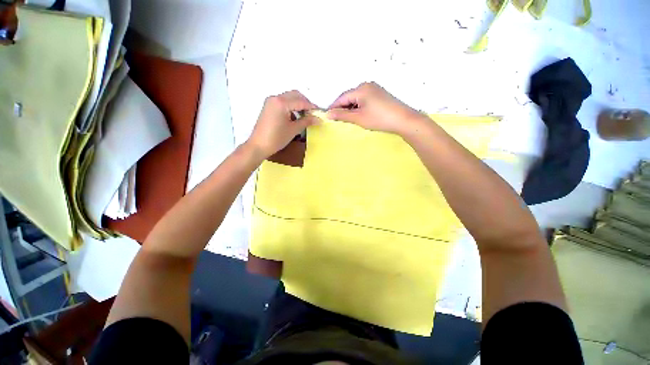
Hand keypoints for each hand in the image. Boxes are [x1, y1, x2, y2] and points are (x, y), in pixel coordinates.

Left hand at [247, 90, 318, 157]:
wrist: (259, 145)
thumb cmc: (277, 138)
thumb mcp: (294, 130)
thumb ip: (306, 121)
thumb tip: (318, 119)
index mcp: (281, 102)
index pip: (301, 101)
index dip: (312, 107)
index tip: (319, 112)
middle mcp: (275, 98)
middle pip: (295, 95)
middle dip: (305, 103)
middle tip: (312, 113)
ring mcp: (271, 101)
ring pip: (289, 97)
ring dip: (298, 104)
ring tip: (305, 116)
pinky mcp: (269, 106)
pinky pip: (283, 102)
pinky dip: (291, 106)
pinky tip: (295, 116)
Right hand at [326, 82, 423, 135]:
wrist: (403, 120)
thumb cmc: (379, 119)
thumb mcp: (358, 118)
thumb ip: (342, 115)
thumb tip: (327, 114)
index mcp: (360, 89)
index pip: (342, 97)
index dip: (334, 107)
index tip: (327, 116)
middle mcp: (366, 85)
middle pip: (349, 96)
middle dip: (343, 108)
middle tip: (339, 120)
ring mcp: (374, 88)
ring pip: (356, 98)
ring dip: (351, 108)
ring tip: (350, 119)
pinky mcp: (379, 94)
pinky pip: (364, 99)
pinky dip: (359, 107)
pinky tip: (360, 115)